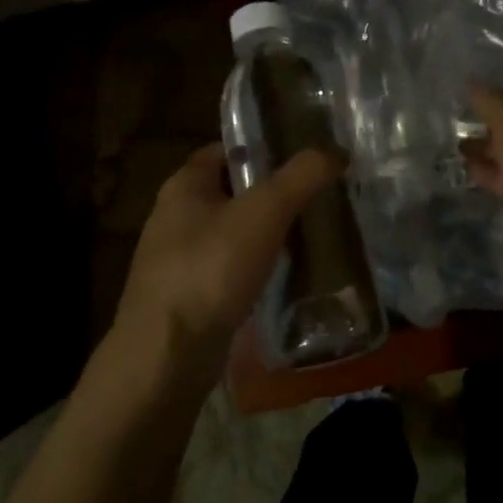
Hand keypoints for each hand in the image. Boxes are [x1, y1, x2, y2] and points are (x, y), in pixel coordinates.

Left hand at [112, 143, 341, 383]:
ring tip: (310, 232)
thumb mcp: (265, 211)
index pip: (226, 149)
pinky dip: (255, 266)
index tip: (303, 154)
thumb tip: (336, 151)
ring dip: (265, 231)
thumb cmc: (211, 268)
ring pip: (232, 232)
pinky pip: (229, 268)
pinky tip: (284, 274)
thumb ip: (301, 176)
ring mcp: (177, 259)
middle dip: (271, 191)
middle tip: (316, 193)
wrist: (167, 356)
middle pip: (232, 190)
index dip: (263, 146)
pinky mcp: (187, 296)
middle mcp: (175, 216)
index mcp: (184, 185)